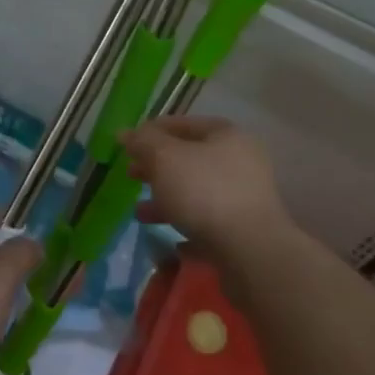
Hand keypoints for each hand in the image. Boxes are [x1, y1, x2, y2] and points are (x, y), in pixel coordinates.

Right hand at [120, 116, 294, 256]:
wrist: (250, 251)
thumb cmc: (204, 192)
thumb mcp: (165, 158)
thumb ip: (143, 142)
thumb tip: (125, 133)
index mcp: (226, 136)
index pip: (183, 124)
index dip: (152, 131)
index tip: (127, 145)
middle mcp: (240, 162)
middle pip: (189, 159)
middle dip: (157, 167)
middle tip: (131, 175)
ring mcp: (244, 198)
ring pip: (196, 192)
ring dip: (166, 200)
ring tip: (140, 212)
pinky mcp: (244, 231)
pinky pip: (208, 223)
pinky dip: (187, 226)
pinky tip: (170, 240)